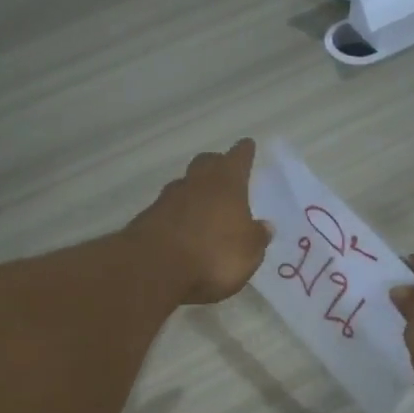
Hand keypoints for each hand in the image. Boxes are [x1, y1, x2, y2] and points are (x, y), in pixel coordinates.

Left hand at [127, 139, 271, 304]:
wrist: (156, 267)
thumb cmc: (214, 254)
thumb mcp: (249, 252)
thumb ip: (257, 237)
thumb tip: (265, 226)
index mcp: (227, 183)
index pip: (238, 158)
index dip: (244, 152)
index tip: (247, 145)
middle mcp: (197, 183)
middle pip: (206, 163)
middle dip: (215, 164)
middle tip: (222, 169)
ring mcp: (168, 199)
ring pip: (184, 185)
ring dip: (193, 190)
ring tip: (202, 203)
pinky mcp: (148, 219)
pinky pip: (167, 209)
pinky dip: (176, 214)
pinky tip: (180, 228)